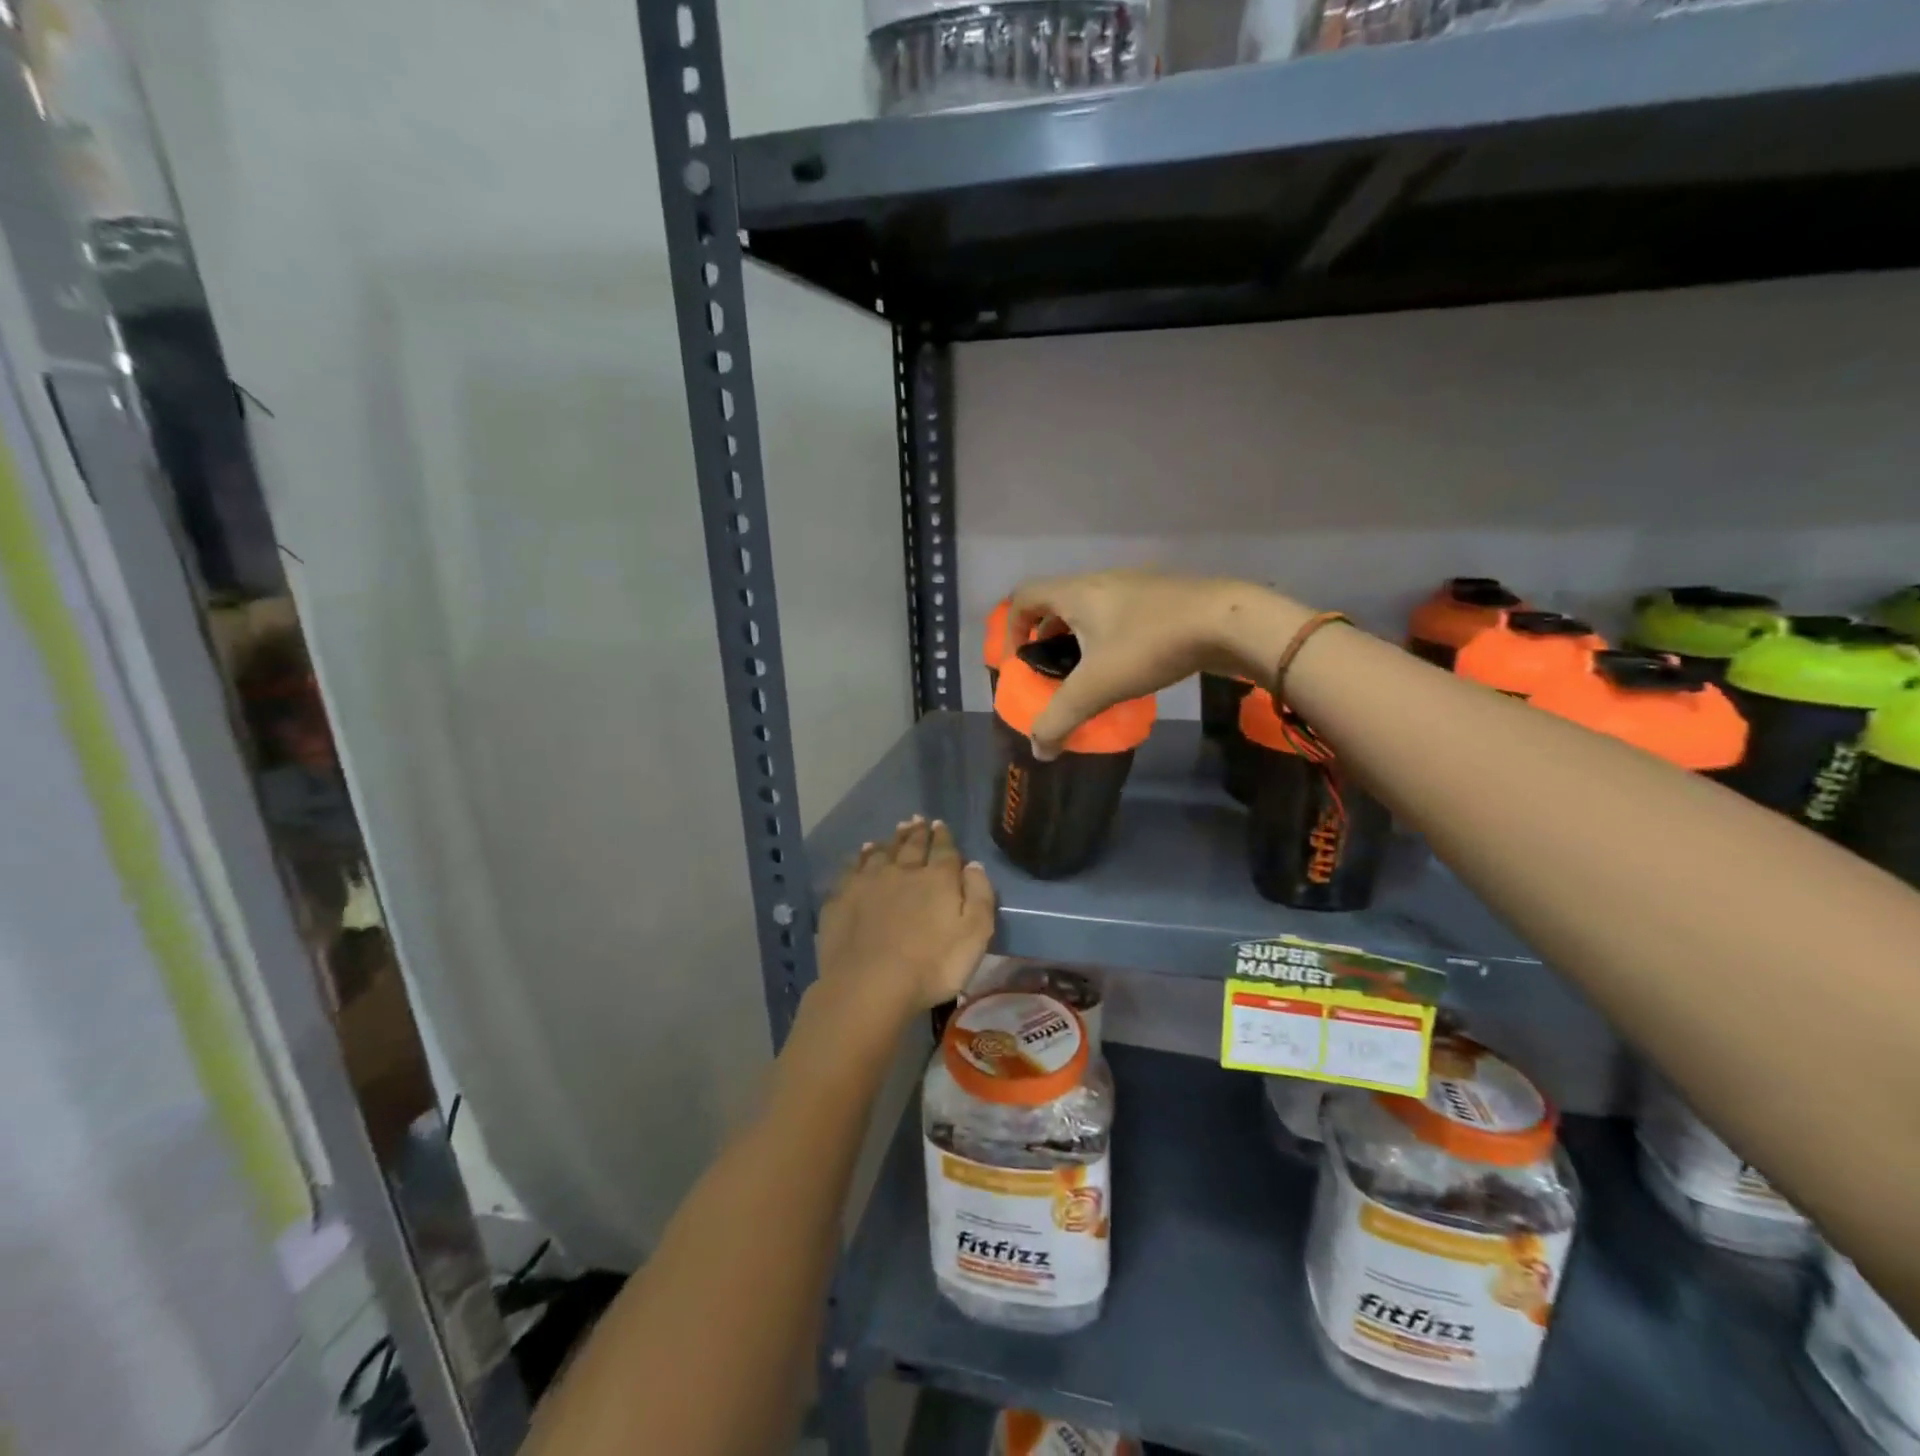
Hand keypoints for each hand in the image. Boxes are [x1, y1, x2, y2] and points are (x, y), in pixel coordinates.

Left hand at [816, 817, 994, 1019]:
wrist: (869, 985)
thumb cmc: (931, 966)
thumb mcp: (975, 935)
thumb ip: (979, 896)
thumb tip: (973, 864)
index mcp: (937, 879)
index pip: (943, 850)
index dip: (943, 837)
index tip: (940, 824)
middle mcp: (902, 871)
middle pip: (911, 846)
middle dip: (917, 832)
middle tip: (917, 820)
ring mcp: (868, 882)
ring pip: (880, 853)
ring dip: (889, 841)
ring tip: (893, 832)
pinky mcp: (841, 898)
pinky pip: (852, 869)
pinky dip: (859, 858)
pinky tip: (860, 855)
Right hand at [1006, 570, 1313, 756]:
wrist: (1229, 621)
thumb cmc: (1151, 645)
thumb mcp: (1097, 687)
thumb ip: (1061, 718)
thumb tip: (1038, 750)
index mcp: (1076, 593)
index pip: (1023, 597)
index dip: (1010, 628)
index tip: (1017, 663)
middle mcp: (1100, 582)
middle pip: (1056, 604)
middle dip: (1045, 640)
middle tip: (1050, 675)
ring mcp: (1135, 588)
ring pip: (1090, 612)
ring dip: (1079, 641)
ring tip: (1087, 677)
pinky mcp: (1163, 600)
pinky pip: (1120, 617)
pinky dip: (1109, 641)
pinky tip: (1127, 670)